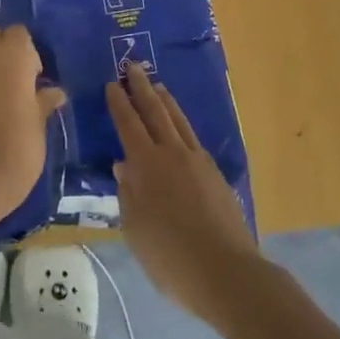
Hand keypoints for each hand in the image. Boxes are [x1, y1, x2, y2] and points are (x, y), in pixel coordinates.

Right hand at [107, 64, 261, 325]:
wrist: (226, 272)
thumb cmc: (170, 257)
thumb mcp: (135, 229)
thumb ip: (128, 194)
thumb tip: (122, 166)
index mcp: (146, 165)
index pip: (128, 124)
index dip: (119, 103)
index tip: (112, 84)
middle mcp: (172, 154)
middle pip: (155, 112)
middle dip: (142, 88)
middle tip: (133, 66)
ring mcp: (197, 161)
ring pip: (178, 121)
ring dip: (165, 101)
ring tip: (157, 86)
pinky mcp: (215, 174)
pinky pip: (192, 137)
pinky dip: (181, 123)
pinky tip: (179, 127)